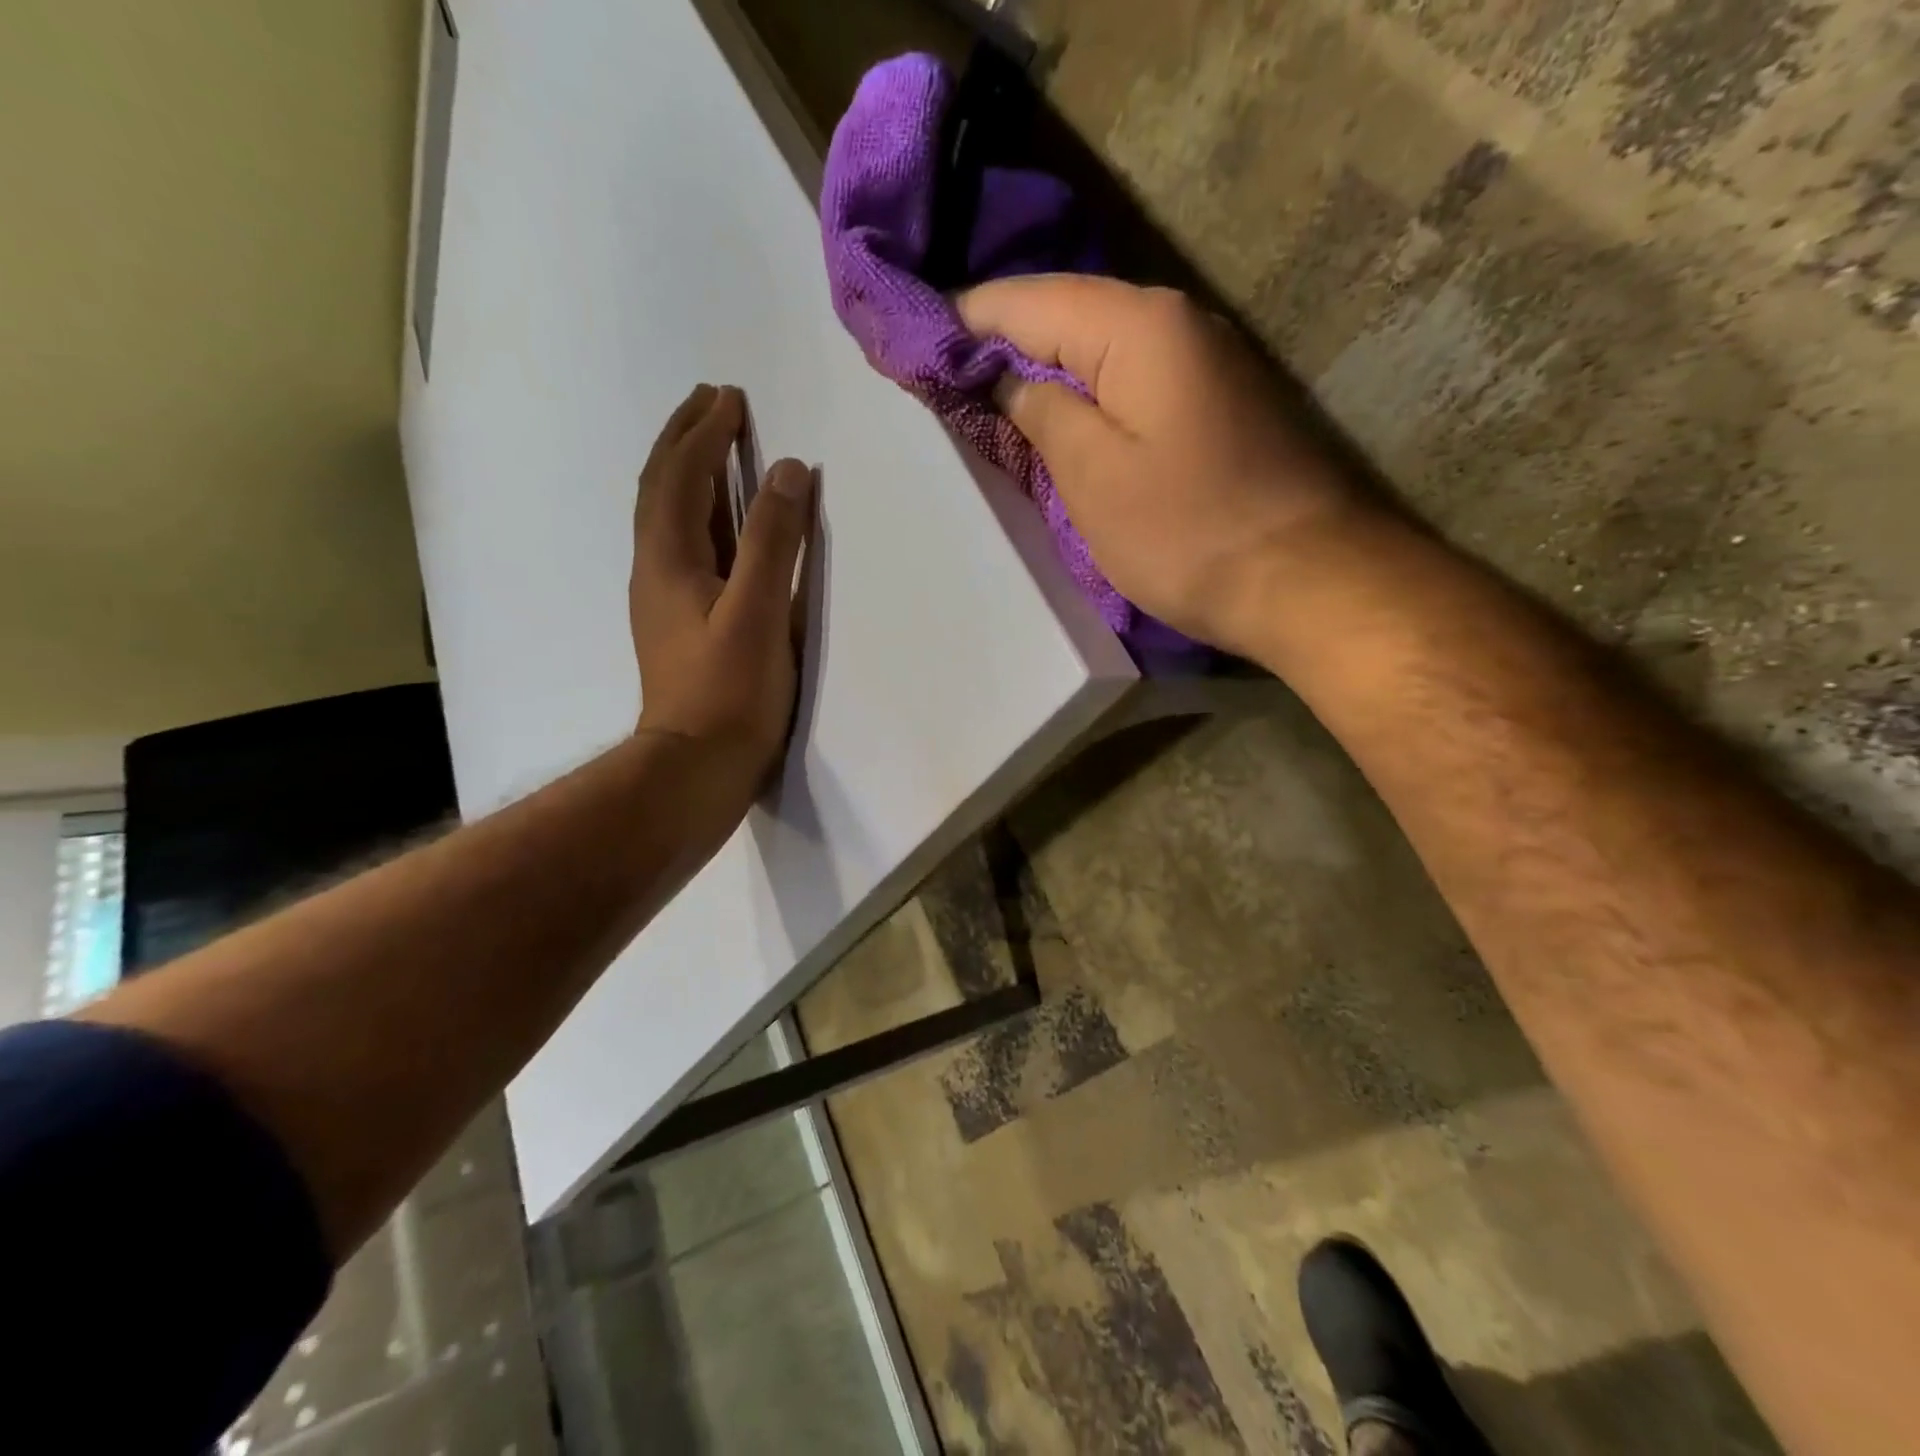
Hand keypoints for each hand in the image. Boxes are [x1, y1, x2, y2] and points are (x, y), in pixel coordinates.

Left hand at [629, 383, 814, 792]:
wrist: (695, 768)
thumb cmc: (728, 693)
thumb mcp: (758, 614)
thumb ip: (773, 542)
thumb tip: (790, 472)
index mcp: (669, 560)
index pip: (680, 477)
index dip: (704, 434)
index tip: (729, 397)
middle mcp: (657, 570)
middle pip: (662, 488)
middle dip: (686, 440)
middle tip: (712, 403)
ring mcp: (664, 599)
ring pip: (670, 518)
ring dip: (689, 473)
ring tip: (714, 447)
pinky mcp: (680, 624)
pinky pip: (685, 548)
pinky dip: (701, 516)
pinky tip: (718, 525)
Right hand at [957, 276, 1367, 656]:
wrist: (1308, 581)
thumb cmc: (1188, 533)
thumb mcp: (1094, 476)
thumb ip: (1040, 413)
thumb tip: (1006, 377)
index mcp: (1136, 326)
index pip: (1024, 300)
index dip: (961, 320)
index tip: (910, 345)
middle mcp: (1174, 321)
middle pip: (1063, 315)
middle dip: (997, 342)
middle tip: (938, 377)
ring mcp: (1202, 361)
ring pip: (1097, 350)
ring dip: (1041, 369)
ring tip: (982, 397)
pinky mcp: (1215, 403)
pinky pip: (1129, 382)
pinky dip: (1084, 395)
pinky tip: (1055, 419)